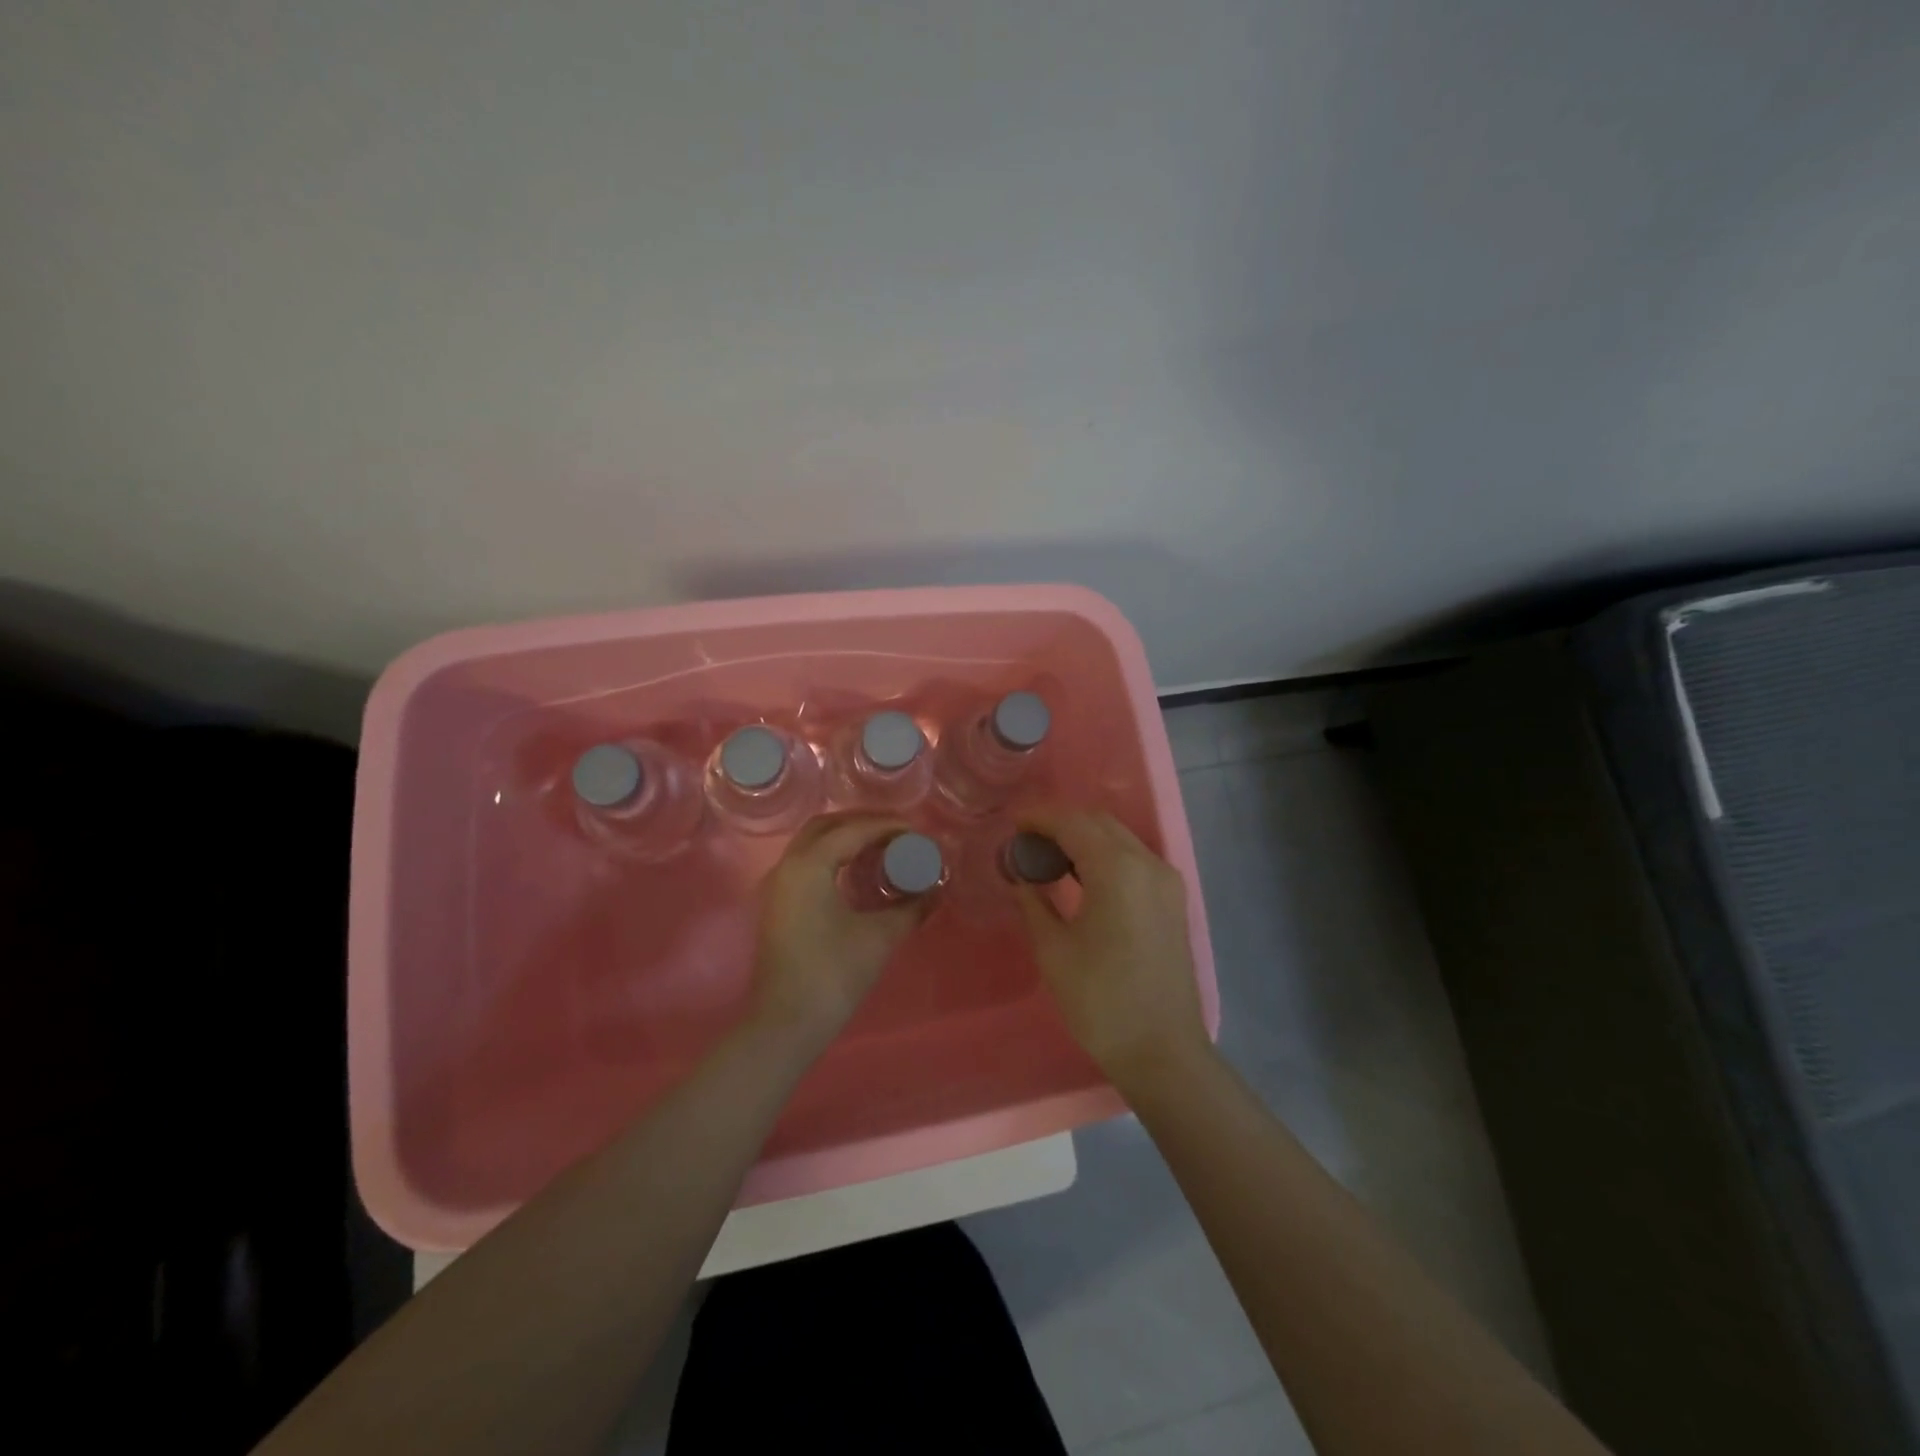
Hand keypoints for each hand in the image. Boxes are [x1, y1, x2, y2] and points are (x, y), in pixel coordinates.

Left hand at [749, 815, 930, 1052]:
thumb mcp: (880, 937)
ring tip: (882, 848)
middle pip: (826, 826)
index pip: (853, 830)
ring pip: (812, 844)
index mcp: (809, 865)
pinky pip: (805, 863)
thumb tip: (937, 890)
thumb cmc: (833, 974)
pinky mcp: (776, 905)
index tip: (917, 831)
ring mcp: (777, 886)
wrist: (785, 1024)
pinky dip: (832, 856)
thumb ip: (911, 908)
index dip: (888, 826)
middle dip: (862, 823)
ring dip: (845, 838)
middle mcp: (787, 866)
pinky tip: (857, 872)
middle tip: (897, 833)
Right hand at [1012, 808, 1210, 1088]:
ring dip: (1083, 837)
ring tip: (1047, 856)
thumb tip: (1021, 877)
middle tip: (1025, 841)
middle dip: (1060, 823)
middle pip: (1099, 823)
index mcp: (1118, 871)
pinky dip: (1104, 855)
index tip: (1012, 824)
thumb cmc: (1101, 1002)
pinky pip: (1133, 859)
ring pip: (1119, 838)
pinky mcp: (1172, 899)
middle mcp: (1148, 864)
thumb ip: (1034, 903)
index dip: (1039, 817)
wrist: (1162, 1051)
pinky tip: (1079, 876)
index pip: (1073, 823)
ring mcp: (1166, 880)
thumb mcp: (1054, 951)